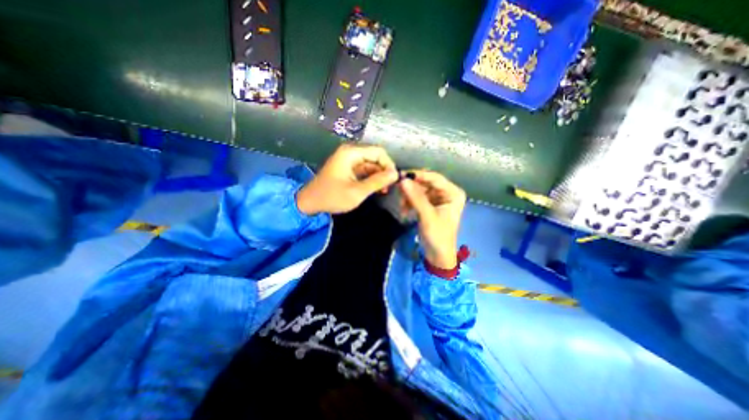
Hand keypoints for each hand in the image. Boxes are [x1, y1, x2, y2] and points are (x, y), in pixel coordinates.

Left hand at [294, 144, 397, 215]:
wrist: (310, 203)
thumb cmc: (332, 197)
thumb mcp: (357, 191)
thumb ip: (377, 182)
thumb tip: (396, 174)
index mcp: (351, 153)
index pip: (379, 152)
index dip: (389, 164)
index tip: (394, 180)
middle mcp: (351, 153)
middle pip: (375, 157)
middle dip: (384, 171)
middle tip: (390, 188)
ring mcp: (349, 160)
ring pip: (371, 164)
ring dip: (379, 176)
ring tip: (384, 191)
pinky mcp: (348, 168)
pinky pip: (365, 170)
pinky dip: (371, 179)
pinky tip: (376, 189)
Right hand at [400, 169, 466, 268]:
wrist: (438, 255)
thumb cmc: (438, 236)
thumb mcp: (427, 216)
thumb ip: (415, 197)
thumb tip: (402, 180)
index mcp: (453, 193)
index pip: (434, 178)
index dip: (418, 175)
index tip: (401, 175)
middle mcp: (446, 192)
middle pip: (426, 183)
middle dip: (411, 187)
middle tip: (398, 191)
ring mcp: (437, 199)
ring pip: (419, 190)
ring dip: (409, 196)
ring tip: (401, 206)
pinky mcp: (430, 205)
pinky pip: (417, 197)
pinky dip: (409, 202)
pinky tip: (404, 210)